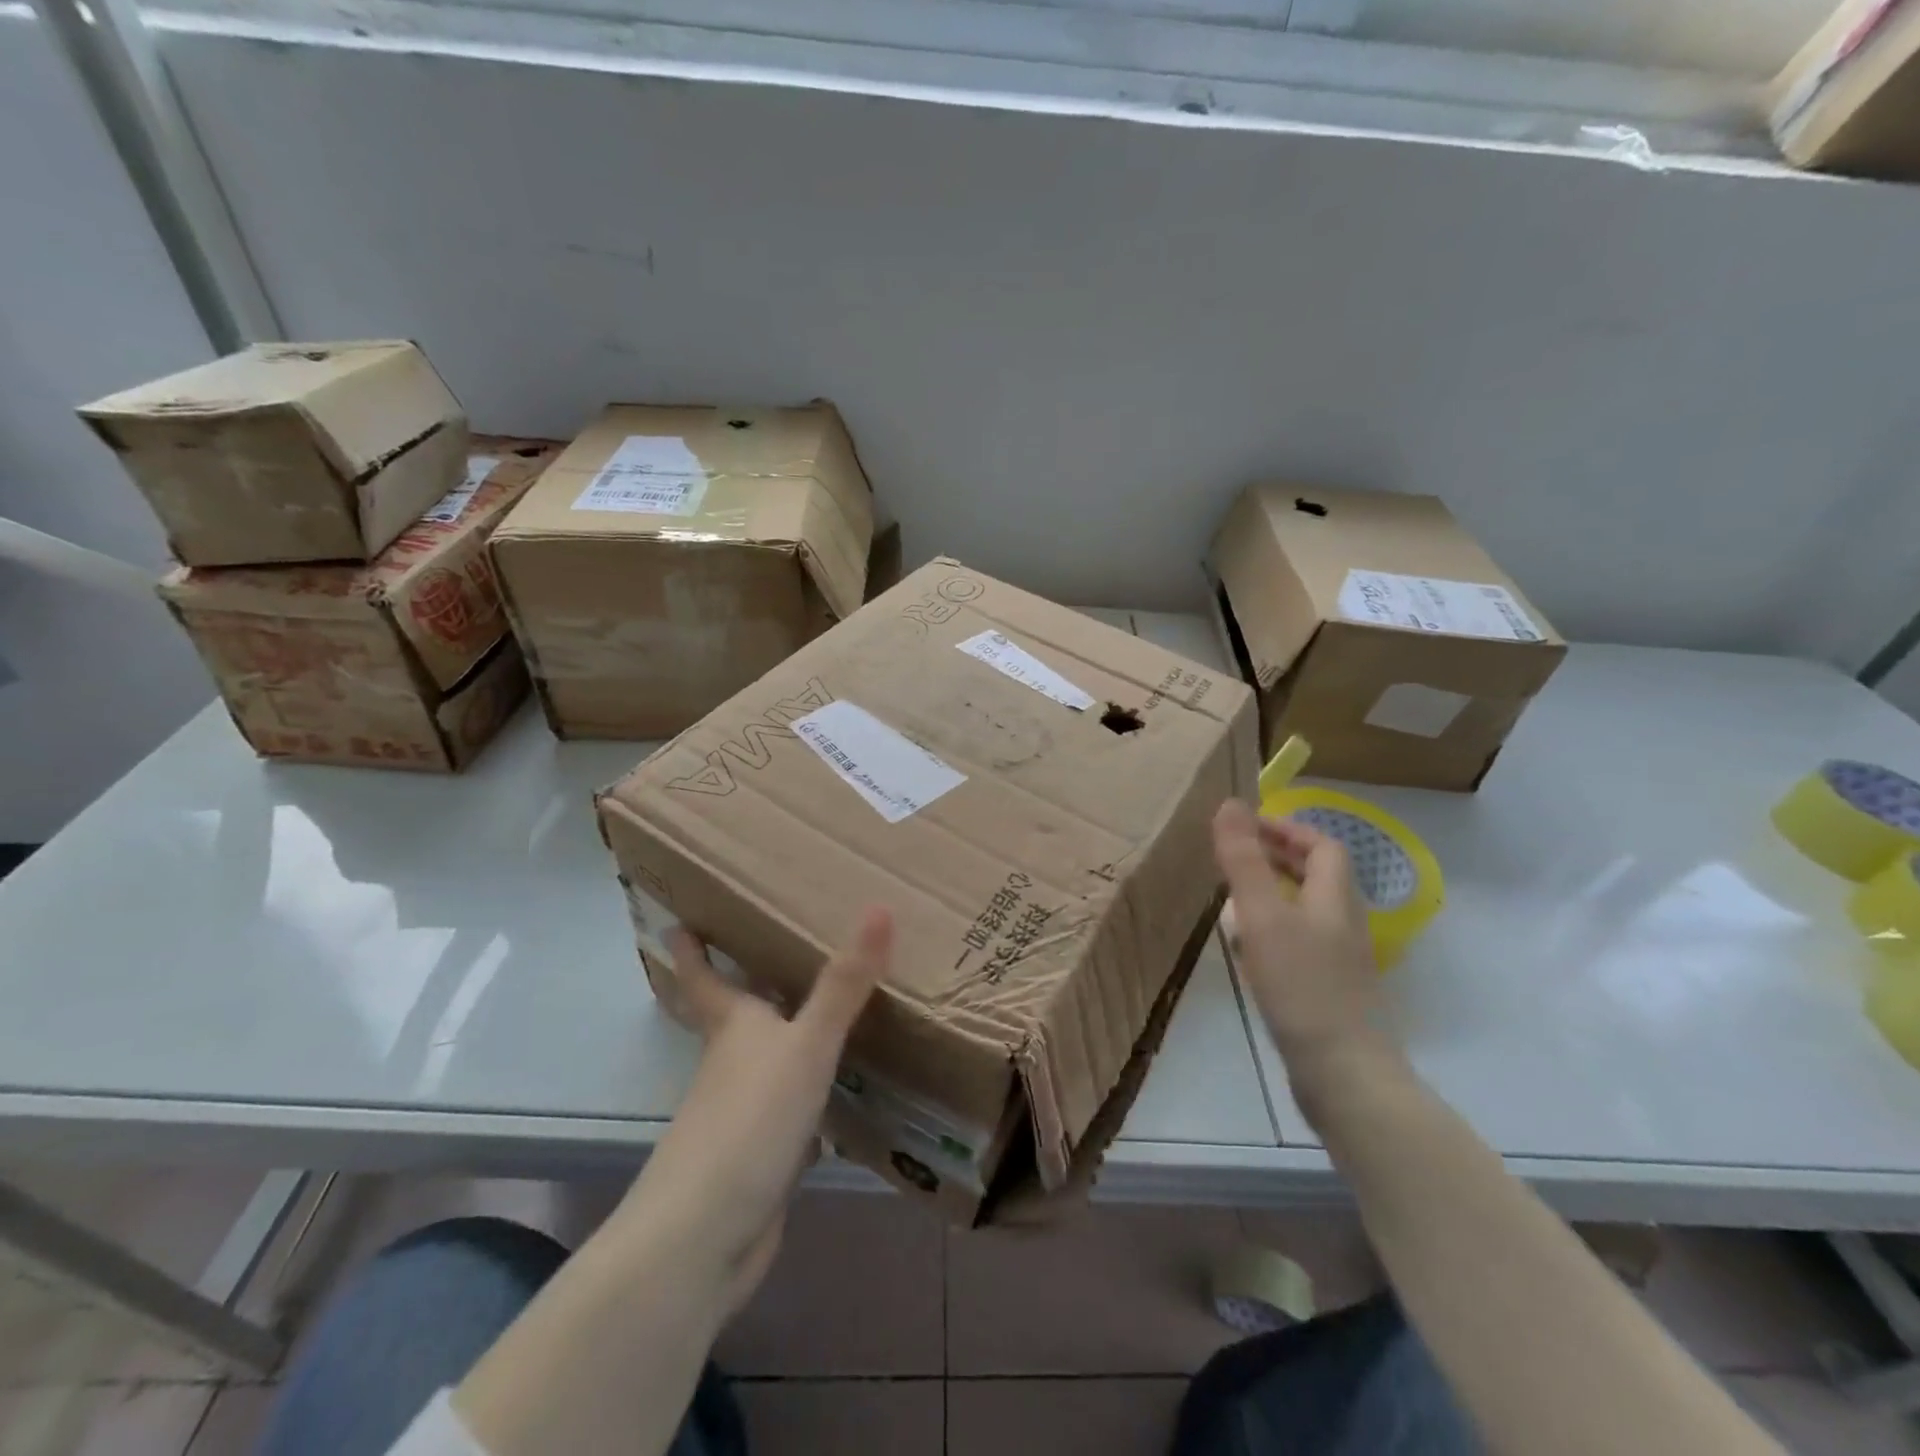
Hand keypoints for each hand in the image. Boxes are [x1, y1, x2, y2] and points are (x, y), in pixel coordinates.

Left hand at [622, 908, 891, 1315]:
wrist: (704, 1238)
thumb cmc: (749, 1120)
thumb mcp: (806, 1044)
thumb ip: (844, 984)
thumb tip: (878, 907)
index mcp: (733, 1029)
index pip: (703, 978)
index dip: (691, 951)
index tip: (677, 922)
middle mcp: (732, 1065)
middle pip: (733, 1017)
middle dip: (743, 987)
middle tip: (766, 951)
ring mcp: (743, 1115)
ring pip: (764, 1062)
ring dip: (784, 1039)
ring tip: (820, 1010)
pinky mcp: (762, 1157)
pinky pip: (790, 1110)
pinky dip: (809, 1095)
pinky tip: (840, 1092)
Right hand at [1212, 799, 1393, 1095]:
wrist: (1344, 1075)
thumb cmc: (1303, 986)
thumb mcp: (1264, 916)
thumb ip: (1245, 860)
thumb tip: (1230, 803)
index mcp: (1335, 899)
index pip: (1323, 846)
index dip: (1288, 829)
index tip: (1247, 826)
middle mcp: (1343, 924)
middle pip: (1318, 877)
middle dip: (1279, 858)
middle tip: (1235, 854)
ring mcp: (1339, 962)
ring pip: (1307, 910)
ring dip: (1274, 893)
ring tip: (1234, 896)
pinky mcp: (1328, 992)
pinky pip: (1300, 943)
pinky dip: (1273, 931)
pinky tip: (1248, 950)